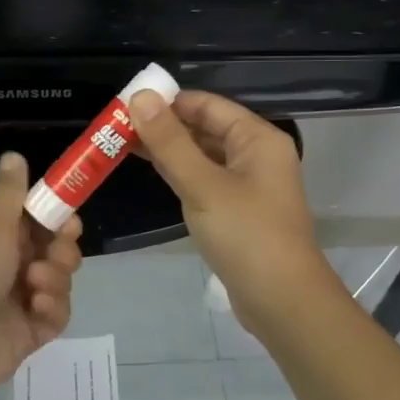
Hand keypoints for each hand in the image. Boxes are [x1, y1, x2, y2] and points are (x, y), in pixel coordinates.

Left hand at [0, 152, 84, 399]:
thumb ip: (9, 193)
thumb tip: (13, 155)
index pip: (27, 219)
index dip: (51, 215)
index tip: (68, 215)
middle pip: (47, 248)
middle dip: (60, 245)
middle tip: (58, 247)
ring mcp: (10, 302)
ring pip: (55, 279)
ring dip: (55, 275)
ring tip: (38, 281)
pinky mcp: (23, 335)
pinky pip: (54, 314)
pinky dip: (53, 307)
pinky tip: (37, 307)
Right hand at [130, 89, 338, 337]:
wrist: (282, 302)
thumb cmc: (246, 235)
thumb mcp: (203, 185)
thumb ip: (170, 141)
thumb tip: (140, 97)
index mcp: (257, 138)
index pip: (207, 105)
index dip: (168, 100)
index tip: (125, 104)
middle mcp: (256, 154)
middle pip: (205, 128)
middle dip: (164, 125)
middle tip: (116, 125)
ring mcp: (248, 184)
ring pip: (203, 155)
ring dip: (168, 149)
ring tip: (123, 144)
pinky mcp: (238, 210)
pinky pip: (205, 179)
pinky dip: (180, 173)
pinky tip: (152, 172)